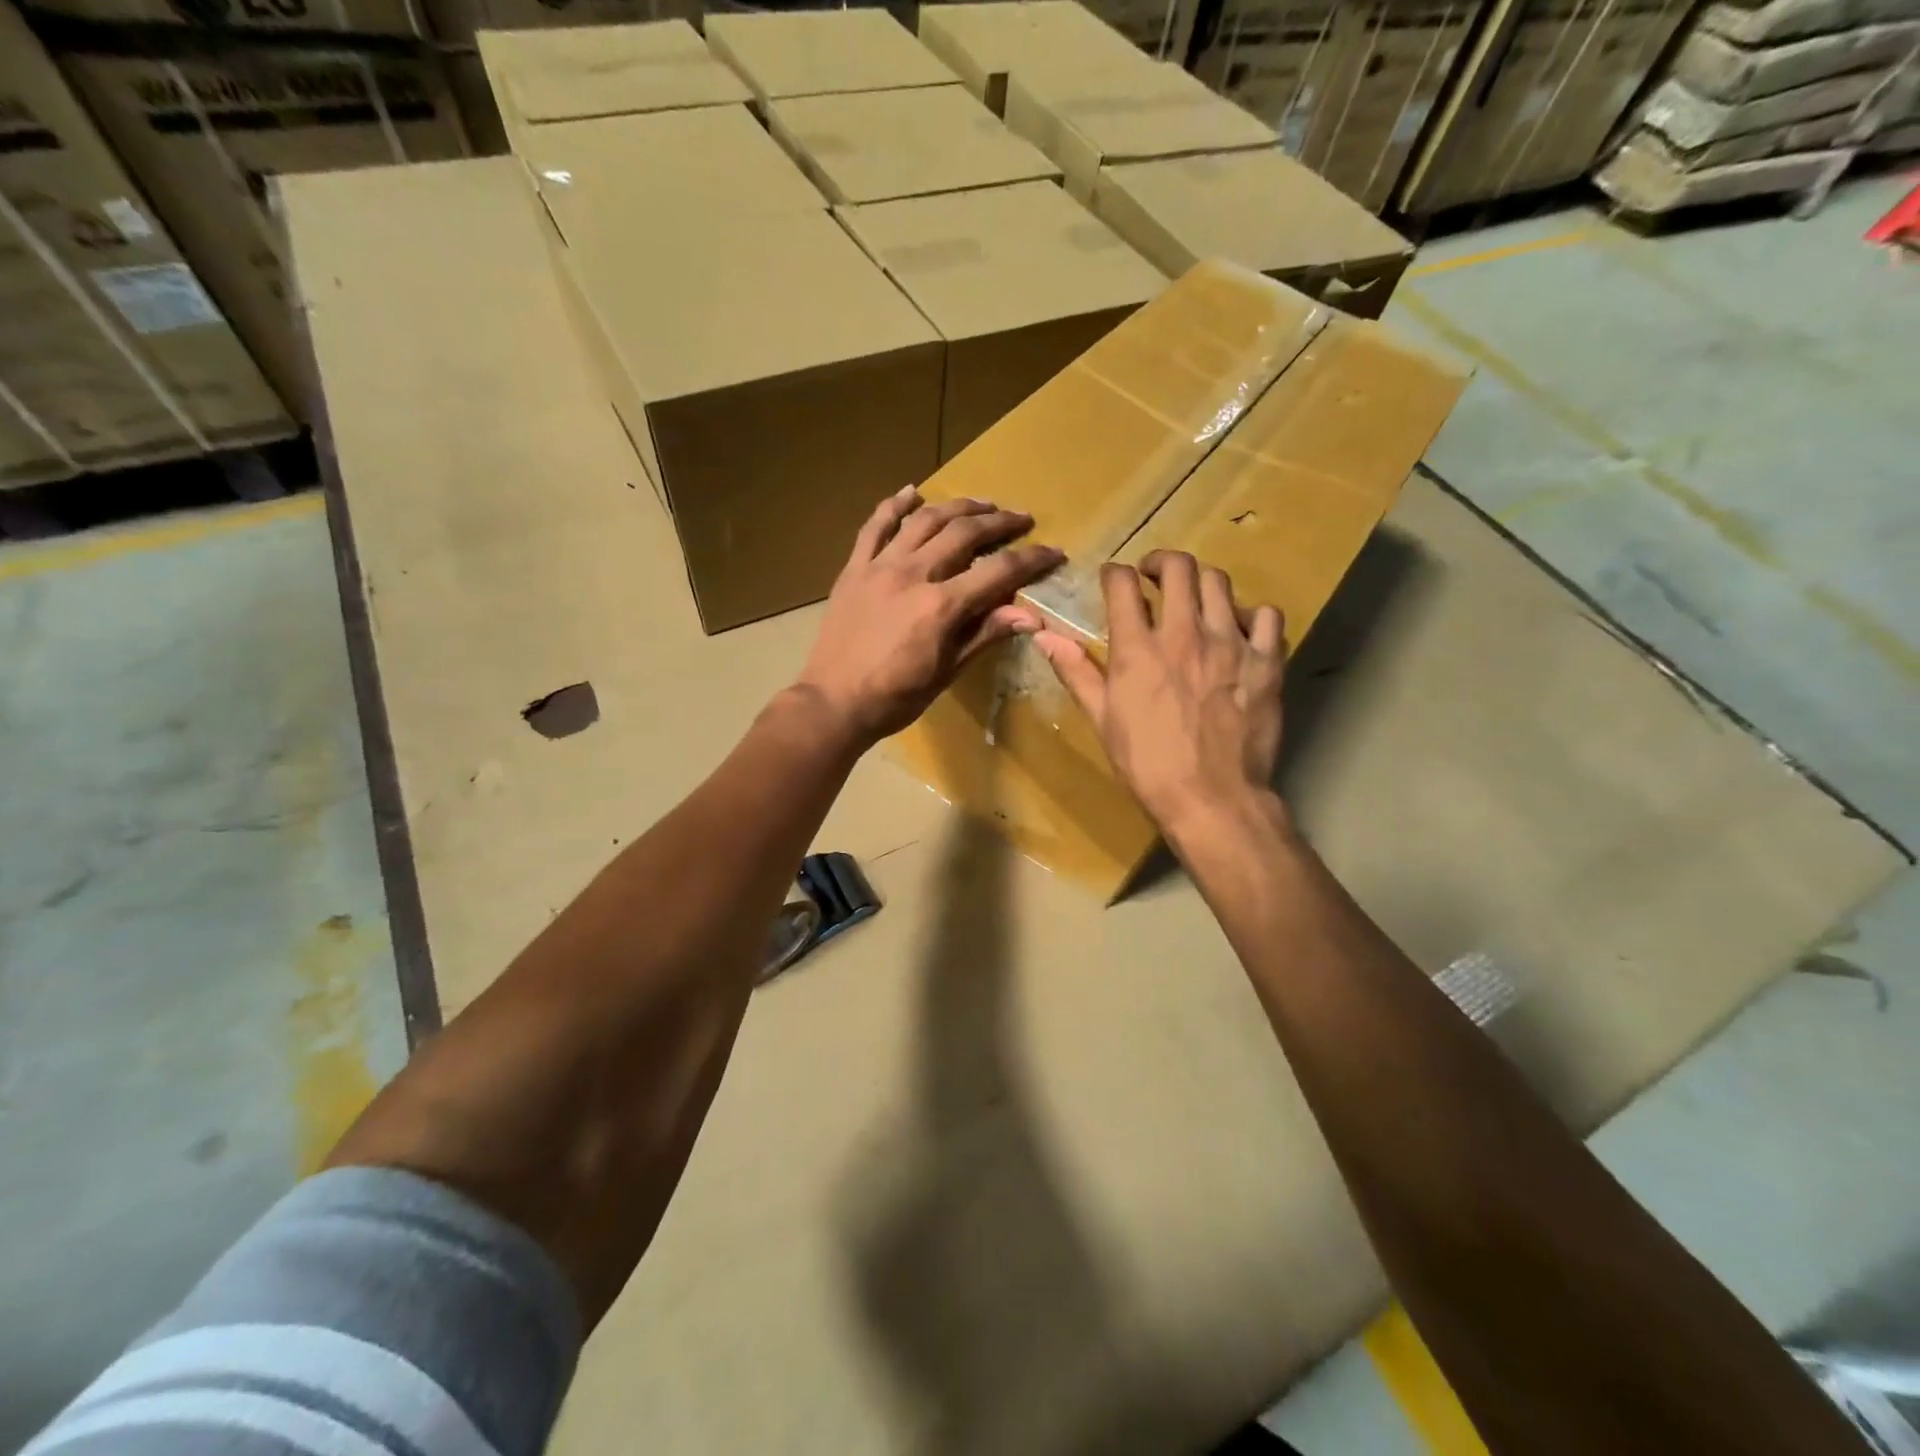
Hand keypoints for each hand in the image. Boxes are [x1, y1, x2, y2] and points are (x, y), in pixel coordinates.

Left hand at [795, 487, 1062, 743]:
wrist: (833, 703)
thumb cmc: (896, 697)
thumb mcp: (947, 672)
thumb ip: (985, 635)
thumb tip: (1031, 615)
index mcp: (941, 606)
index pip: (998, 571)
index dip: (1031, 560)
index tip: (1054, 552)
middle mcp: (913, 574)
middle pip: (964, 533)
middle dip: (999, 522)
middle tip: (1022, 519)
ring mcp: (879, 566)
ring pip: (925, 521)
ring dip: (958, 506)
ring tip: (982, 504)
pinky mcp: (854, 568)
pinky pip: (875, 527)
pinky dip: (894, 506)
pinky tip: (912, 492)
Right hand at [1035, 551, 1285, 836]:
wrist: (1212, 799)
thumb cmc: (1147, 764)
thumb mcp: (1101, 719)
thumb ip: (1076, 671)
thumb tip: (1044, 636)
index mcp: (1137, 649)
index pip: (1122, 584)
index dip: (1115, 573)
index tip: (1114, 580)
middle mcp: (1184, 633)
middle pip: (1178, 567)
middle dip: (1161, 563)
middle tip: (1155, 577)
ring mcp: (1230, 644)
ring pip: (1220, 582)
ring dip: (1201, 583)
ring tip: (1195, 600)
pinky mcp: (1266, 662)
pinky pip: (1267, 616)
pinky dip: (1251, 615)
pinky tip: (1240, 630)